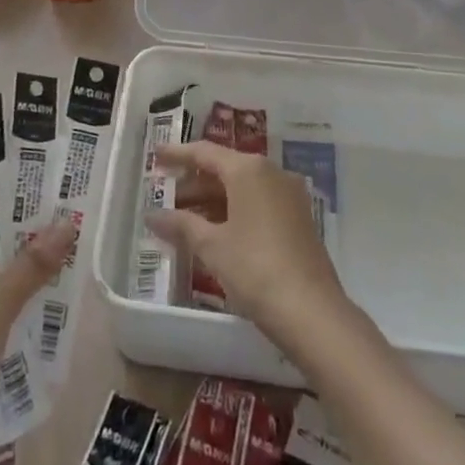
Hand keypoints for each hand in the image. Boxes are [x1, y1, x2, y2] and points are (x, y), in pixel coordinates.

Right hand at [146, 139, 348, 348]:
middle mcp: (271, 173)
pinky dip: (233, 210)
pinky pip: (258, 202)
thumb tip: (152, 215)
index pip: (205, 152)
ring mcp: (288, 195)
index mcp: (249, 169)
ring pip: (242, 187)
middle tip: (166, 195)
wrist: (312, 312)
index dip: (178, 154)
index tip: (155, 156)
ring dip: (213, 199)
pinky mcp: (298, 219)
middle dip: (194, 182)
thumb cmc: (255, 269)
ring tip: (184, 217)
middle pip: (225, 168)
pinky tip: (215, 231)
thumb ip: (181, 225)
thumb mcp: (212, 246)